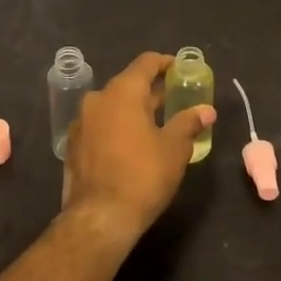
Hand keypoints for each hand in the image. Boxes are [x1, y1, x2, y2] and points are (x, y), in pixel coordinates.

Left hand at [62, 52, 215, 250]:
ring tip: (157, 125)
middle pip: (128, 84)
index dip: (166, 63)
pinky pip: (100, 125)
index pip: (146, 63)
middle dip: (152, 91)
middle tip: (175, 101)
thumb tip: (207, 110)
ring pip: (113, 105)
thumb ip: (189, 122)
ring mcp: (81, 122)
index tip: (181, 70)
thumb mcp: (174, 148)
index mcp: (122, 91)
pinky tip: (132, 145)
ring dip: (134, 110)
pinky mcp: (74, 145)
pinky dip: (118, 127)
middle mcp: (97, 99)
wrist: (99, 218)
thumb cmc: (142, 176)